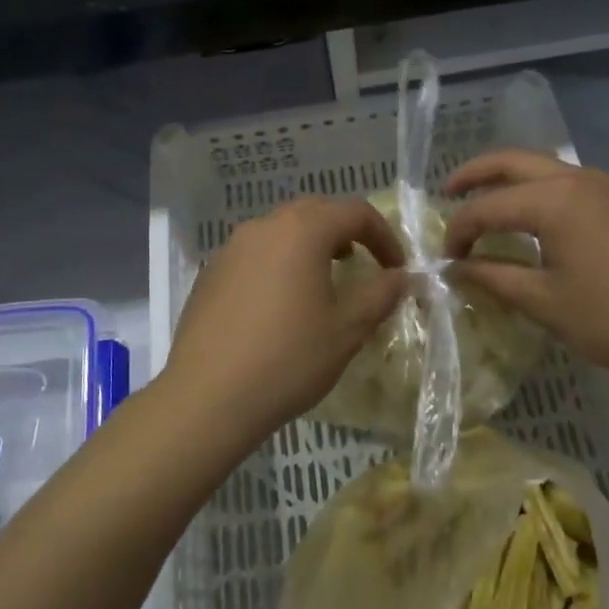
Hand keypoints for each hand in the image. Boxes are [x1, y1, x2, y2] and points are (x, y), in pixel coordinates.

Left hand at [160, 197, 407, 443]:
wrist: (208, 397)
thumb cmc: (288, 358)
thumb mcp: (347, 329)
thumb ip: (380, 294)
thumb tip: (401, 276)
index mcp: (302, 230)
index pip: (354, 212)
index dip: (383, 235)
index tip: (397, 268)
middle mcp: (264, 227)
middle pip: (315, 211)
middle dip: (345, 232)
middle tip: (362, 263)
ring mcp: (231, 248)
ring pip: (281, 230)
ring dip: (310, 245)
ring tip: (323, 282)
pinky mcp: (211, 273)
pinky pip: (255, 253)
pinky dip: (279, 263)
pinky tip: (281, 304)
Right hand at [443, 151, 608, 383]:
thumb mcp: (546, 303)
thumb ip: (495, 277)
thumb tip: (457, 268)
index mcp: (553, 201)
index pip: (487, 207)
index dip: (459, 232)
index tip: (447, 260)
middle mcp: (576, 179)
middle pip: (512, 161)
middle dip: (475, 173)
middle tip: (448, 191)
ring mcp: (605, 186)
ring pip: (542, 167)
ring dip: (508, 178)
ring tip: (485, 201)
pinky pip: (566, 181)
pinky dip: (537, 189)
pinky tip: (532, 218)